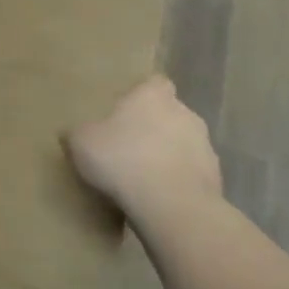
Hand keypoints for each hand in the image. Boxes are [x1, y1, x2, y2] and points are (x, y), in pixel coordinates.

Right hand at [65, 74, 220, 223]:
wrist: (171, 205)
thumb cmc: (122, 158)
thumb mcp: (81, 141)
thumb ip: (79, 132)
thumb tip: (73, 132)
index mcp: (153, 96)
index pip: (154, 83)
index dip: (142, 94)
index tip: (125, 108)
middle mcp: (185, 114)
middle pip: (170, 113)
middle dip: (154, 126)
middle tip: (128, 143)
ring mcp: (206, 147)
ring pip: (183, 144)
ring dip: (168, 154)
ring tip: (142, 175)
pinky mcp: (216, 179)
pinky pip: (191, 173)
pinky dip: (178, 180)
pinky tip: (157, 196)